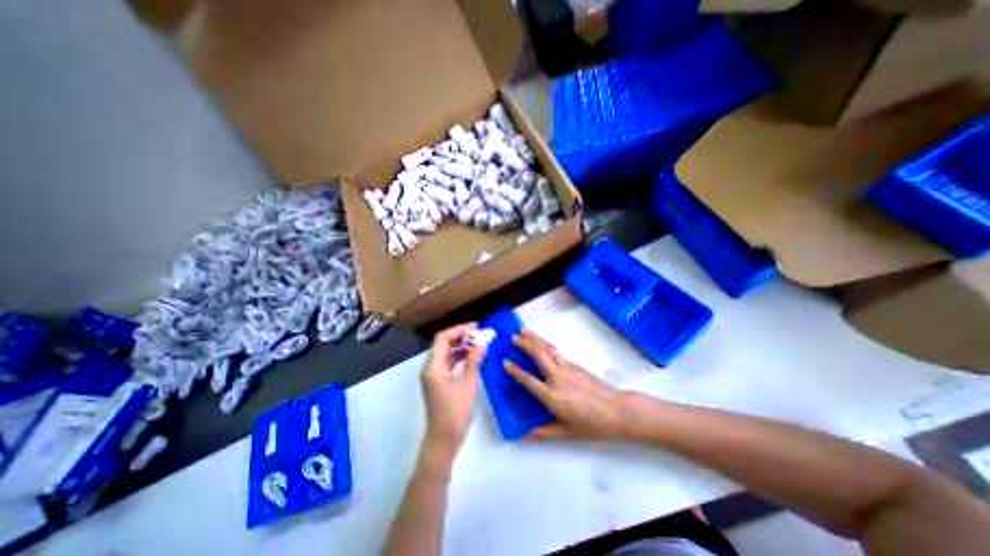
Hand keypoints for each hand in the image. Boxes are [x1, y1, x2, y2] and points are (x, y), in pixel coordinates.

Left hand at [419, 323, 486, 458]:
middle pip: (443, 344)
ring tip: (478, 343)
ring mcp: (433, 375)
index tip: (476, 328)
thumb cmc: (455, 413)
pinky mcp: (438, 382)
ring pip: (446, 353)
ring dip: (460, 346)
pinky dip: (459, 357)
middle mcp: (430, 368)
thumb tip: (482, 342)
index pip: (443, 338)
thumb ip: (474, 361)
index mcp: (433, 367)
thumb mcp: (468, 384)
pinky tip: (472, 357)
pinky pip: (447, 363)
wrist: (443, 440)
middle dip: (461, 336)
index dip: (459, 330)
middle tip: (479, 334)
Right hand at [500, 328, 628, 440]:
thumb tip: (525, 434)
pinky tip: (542, 343)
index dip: (516, 371)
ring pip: (548, 349)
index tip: (505, 362)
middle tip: (513, 336)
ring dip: (535, 338)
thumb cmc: (592, 425)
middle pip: (539, 355)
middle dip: (525, 344)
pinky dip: (546, 344)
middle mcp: (558, 378)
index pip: (529, 380)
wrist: (618, 411)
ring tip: (524, 330)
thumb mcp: (566, 433)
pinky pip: (557, 352)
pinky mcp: (576, 365)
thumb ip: (544, 433)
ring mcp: (568, 369)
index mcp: (553, 396)